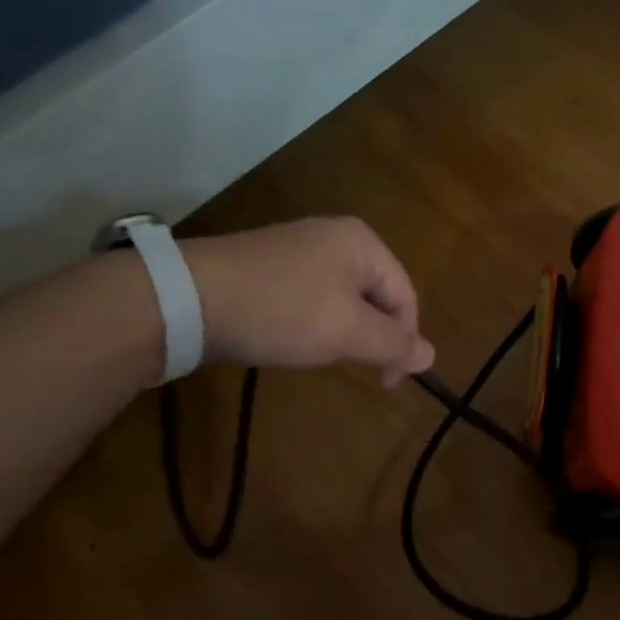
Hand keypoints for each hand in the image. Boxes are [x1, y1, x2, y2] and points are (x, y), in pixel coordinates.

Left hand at [179, 218, 435, 383]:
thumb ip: (393, 344)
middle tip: (354, 369)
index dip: (404, 342)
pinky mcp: (271, 265)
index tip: (387, 383)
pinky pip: (312, 297)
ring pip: (344, 299)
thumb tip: (431, 356)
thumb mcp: (346, 332)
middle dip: (371, 336)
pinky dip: (313, 322)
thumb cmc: (282, 310)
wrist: (187, 297)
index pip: (406, 296)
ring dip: (342, 332)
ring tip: (320, 355)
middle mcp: (336, 236)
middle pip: (376, 296)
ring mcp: (300, 248)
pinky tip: (293, 338)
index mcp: (363, 243)